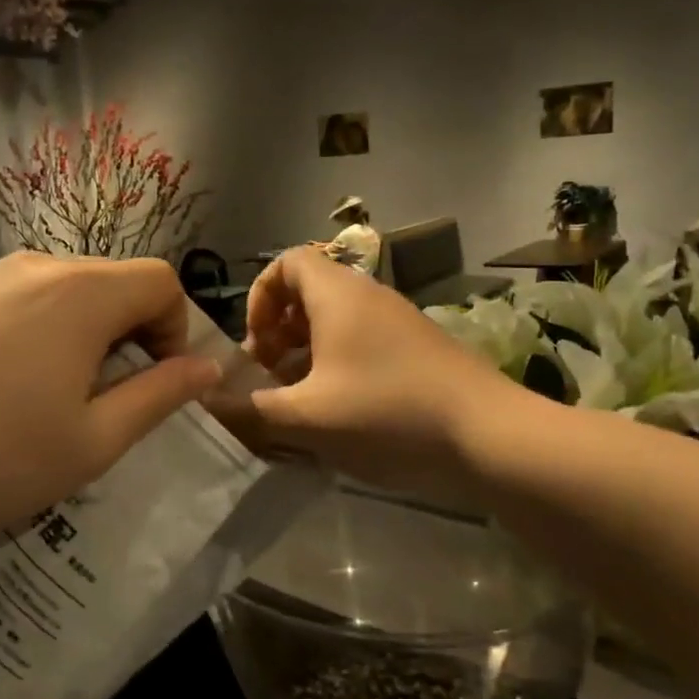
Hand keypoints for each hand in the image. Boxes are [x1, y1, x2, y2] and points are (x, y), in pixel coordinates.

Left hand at [0, 253, 219, 549]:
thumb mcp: (93, 441)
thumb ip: (160, 396)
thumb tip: (206, 368)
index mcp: (81, 295)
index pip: (159, 280)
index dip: (175, 326)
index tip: (154, 378)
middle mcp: (32, 267)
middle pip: (107, 281)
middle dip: (126, 330)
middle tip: (101, 394)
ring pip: (54, 289)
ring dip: (73, 330)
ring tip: (41, 394)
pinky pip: (4, 298)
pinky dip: (22, 329)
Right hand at [203, 247, 520, 500]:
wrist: (489, 436)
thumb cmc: (387, 413)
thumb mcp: (307, 417)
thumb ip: (252, 408)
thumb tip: (209, 401)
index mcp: (337, 295)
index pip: (286, 262)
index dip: (259, 297)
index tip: (255, 344)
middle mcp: (367, 296)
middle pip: (308, 293)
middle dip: (278, 332)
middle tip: (270, 377)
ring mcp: (397, 321)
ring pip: (336, 322)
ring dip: (307, 353)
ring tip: (298, 400)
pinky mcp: (418, 348)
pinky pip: (362, 342)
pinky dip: (338, 366)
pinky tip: (339, 412)